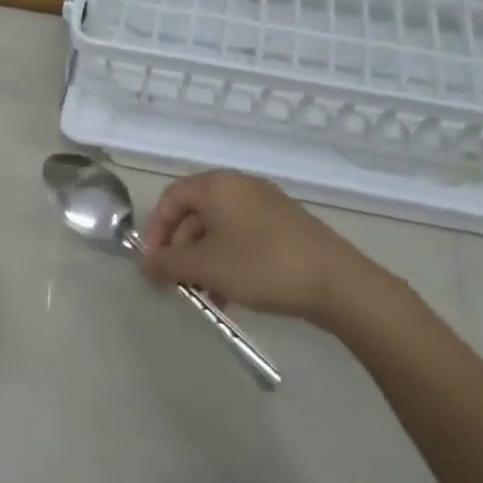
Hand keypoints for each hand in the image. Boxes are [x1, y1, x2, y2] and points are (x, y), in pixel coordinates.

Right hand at [140, 170, 393, 326]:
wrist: (336, 282)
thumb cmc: (260, 265)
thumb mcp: (206, 266)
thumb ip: (168, 263)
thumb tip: (146, 263)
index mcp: (218, 186)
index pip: (171, 197)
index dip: (155, 230)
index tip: (154, 264)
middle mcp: (241, 187)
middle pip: (194, 214)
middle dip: (180, 250)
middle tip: (176, 284)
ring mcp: (266, 206)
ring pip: (219, 230)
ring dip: (203, 262)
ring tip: (204, 296)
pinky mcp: (284, 228)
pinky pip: (242, 239)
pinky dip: (228, 262)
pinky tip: (229, 295)